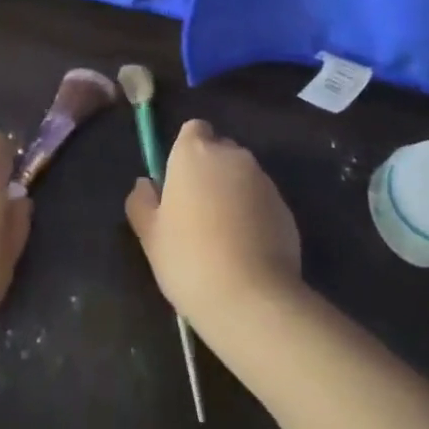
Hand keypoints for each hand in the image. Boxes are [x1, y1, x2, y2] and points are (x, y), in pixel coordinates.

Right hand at [125, 120, 302, 333]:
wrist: (251, 298)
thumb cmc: (189, 259)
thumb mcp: (150, 236)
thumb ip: (142, 202)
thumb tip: (146, 184)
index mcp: (195, 152)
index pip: (193, 130)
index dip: (186, 151)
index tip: (179, 180)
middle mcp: (232, 156)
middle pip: (220, 151)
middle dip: (210, 171)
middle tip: (196, 211)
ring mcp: (263, 180)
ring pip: (242, 176)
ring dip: (233, 193)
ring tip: (223, 235)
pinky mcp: (285, 207)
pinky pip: (262, 201)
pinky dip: (254, 214)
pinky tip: (246, 249)